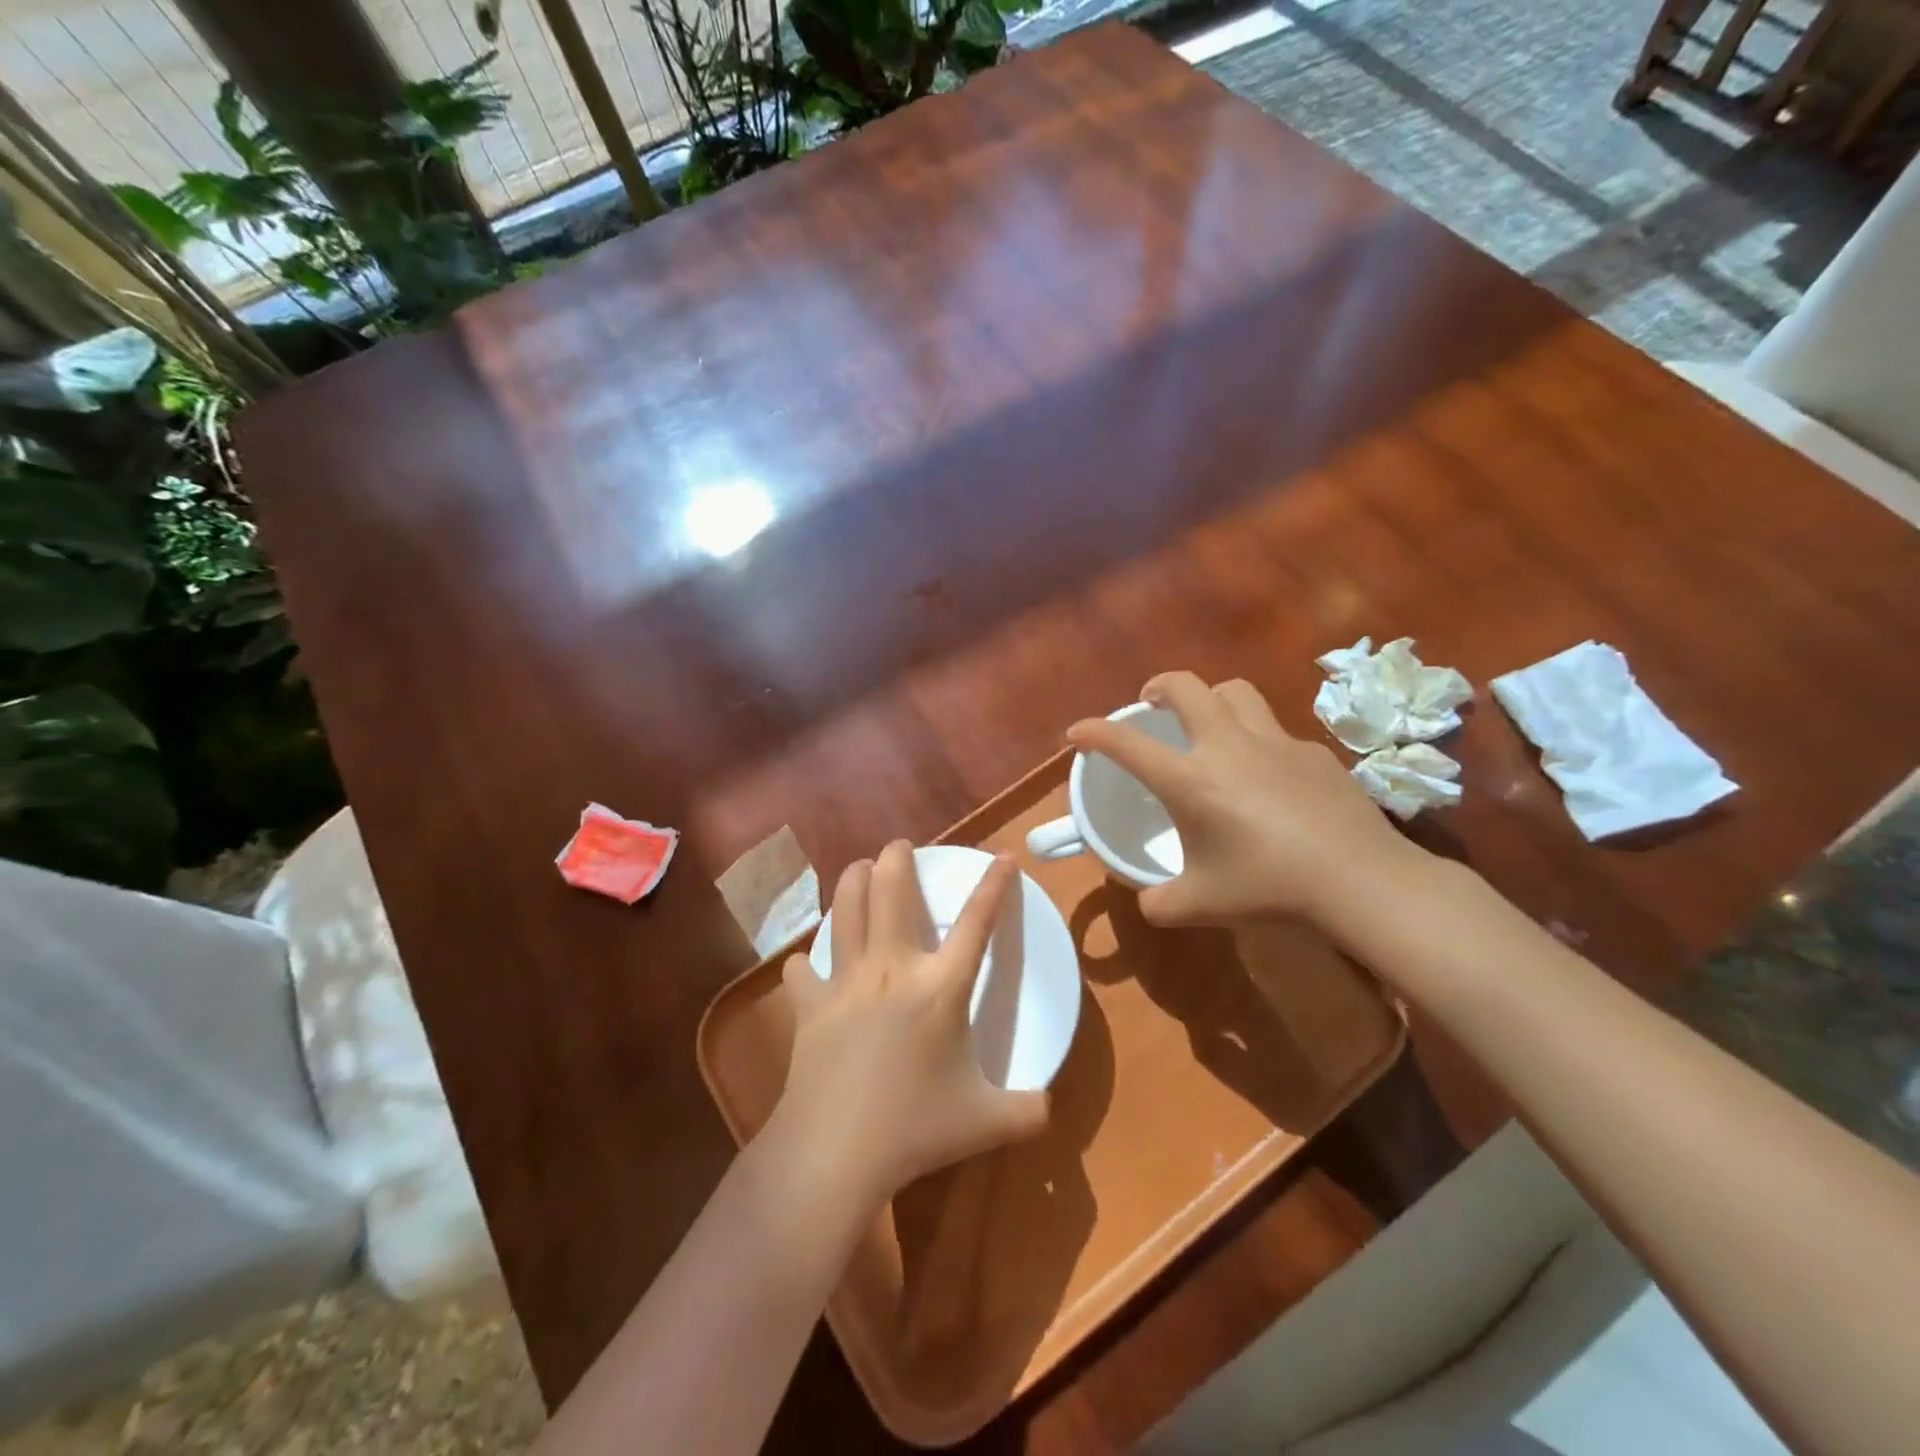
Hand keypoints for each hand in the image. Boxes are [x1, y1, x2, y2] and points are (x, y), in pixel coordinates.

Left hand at [773, 841, 1048, 1206]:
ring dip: (851, 881)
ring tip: (858, 869)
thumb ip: (1029, 1111)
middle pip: (892, 891)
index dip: (994, 885)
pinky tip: (807, 963)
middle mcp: (892, 968)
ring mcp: (846, 982)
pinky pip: (803, 970)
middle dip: (897, 858)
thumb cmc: (916, 1130)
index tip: (1003, 856)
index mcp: (940, 988)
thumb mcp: (988, 1122)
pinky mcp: (809, 1006)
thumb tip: (1050, 1109)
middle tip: (899, 846)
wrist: (835, 1151)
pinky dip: (806, 961)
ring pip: (844, 910)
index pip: (976, 923)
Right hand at [1067, 672, 1427, 928]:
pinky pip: (1275, 731)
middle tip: (1151, 705)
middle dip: (1158, 687)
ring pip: (1235, 692)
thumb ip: (1159, 902)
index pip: (1127, 745)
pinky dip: (1257, 739)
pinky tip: (1268, 775)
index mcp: (1190, 780)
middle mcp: (1228, 747)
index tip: (1077, 733)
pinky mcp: (1313, 752)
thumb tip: (1147, 900)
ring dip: (1211, 698)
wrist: (1360, 880)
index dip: (1094, 733)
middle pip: (1186, 686)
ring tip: (1208, 723)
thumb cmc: (1269, 888)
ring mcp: (1275, 743)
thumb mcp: (1199, 905)